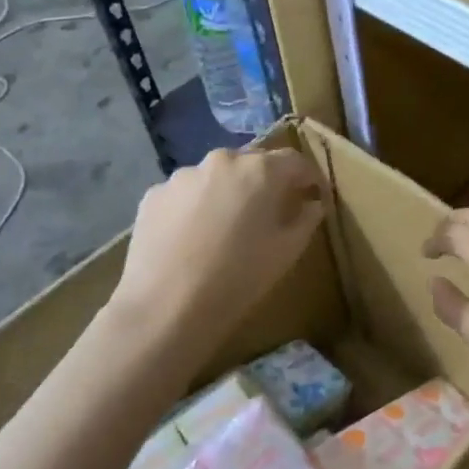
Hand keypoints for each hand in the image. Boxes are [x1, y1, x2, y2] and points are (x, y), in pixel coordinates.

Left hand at [113, 147, 326, 341]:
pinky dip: (195, 207)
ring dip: (228, 193)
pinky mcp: (154, 195)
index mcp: (260, 170)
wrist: (166, 308)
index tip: (314, 196)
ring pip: (216, 177)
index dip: (308, 178)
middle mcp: (221, 161)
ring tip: (226, 227)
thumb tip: (311, 203)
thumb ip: (306, 219)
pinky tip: (192, 238)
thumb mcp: (287, 252)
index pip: (295, 161)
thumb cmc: (239, 277)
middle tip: (271, 212)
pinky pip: (185, 194)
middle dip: (266, 182)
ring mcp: (182, 175)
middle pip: (252, 164)